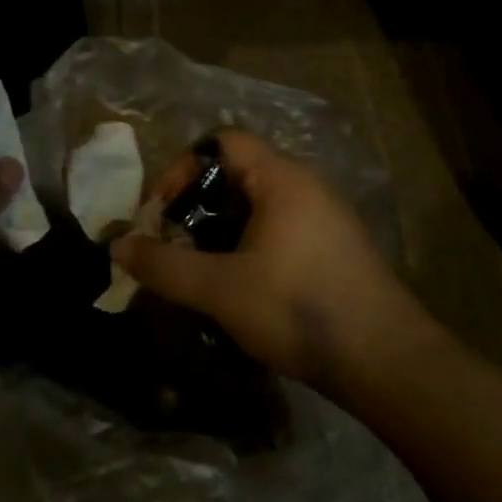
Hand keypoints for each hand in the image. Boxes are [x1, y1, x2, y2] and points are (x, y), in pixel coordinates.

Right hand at [113, 129, 430, 390]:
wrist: (384, 358)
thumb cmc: (297, 308)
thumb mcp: (220, 288)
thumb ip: (165, 265)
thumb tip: (118, 245)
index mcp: (282, 179)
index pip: (222, 142)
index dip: (181, 168)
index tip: (160, 212)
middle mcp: (307, 187)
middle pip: (237, 175)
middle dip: (196, 206)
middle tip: (172, 245)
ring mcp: (326, 218)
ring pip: (258, 208)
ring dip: (220, 232)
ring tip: (198, 271)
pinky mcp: (334, 249)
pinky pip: (279, 231)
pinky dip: (248, 247)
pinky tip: (238, 288)